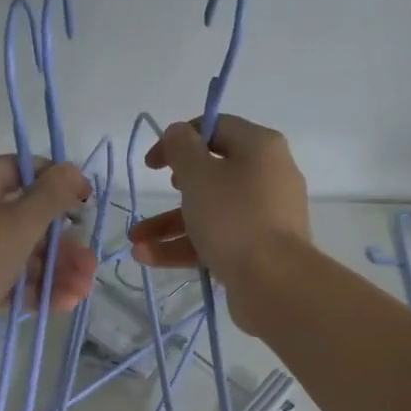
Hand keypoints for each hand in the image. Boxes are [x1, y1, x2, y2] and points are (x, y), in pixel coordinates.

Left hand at [0, 154, 96, 347]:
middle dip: (64, 243)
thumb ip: (51, 195)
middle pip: (26, 219)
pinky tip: (66, 302)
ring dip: (57, 270)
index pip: (21, 169)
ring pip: (22, 254)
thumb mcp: (19, 222)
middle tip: (91, 262)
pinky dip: (36, 289)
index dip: (57, 182)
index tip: (86, 201)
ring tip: (85, 290)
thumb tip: (73, 170)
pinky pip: (10, 280)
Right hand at [127, 115, 309, 317]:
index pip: (216, 128)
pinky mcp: (257, 250)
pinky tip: (148, 257)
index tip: (152, 163)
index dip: (179, 139)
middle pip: (212, 174)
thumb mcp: (199, 176)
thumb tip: (178, 132)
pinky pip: (216, 239)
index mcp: (260, 148)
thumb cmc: (234, 218)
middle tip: (157, 193)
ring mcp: (263, 216)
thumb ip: (181, 148)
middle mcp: (266, 176)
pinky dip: (185, 246)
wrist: (274, 282)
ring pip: (210, 212)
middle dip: (172, 189)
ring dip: (169, 224)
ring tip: (136, 241)